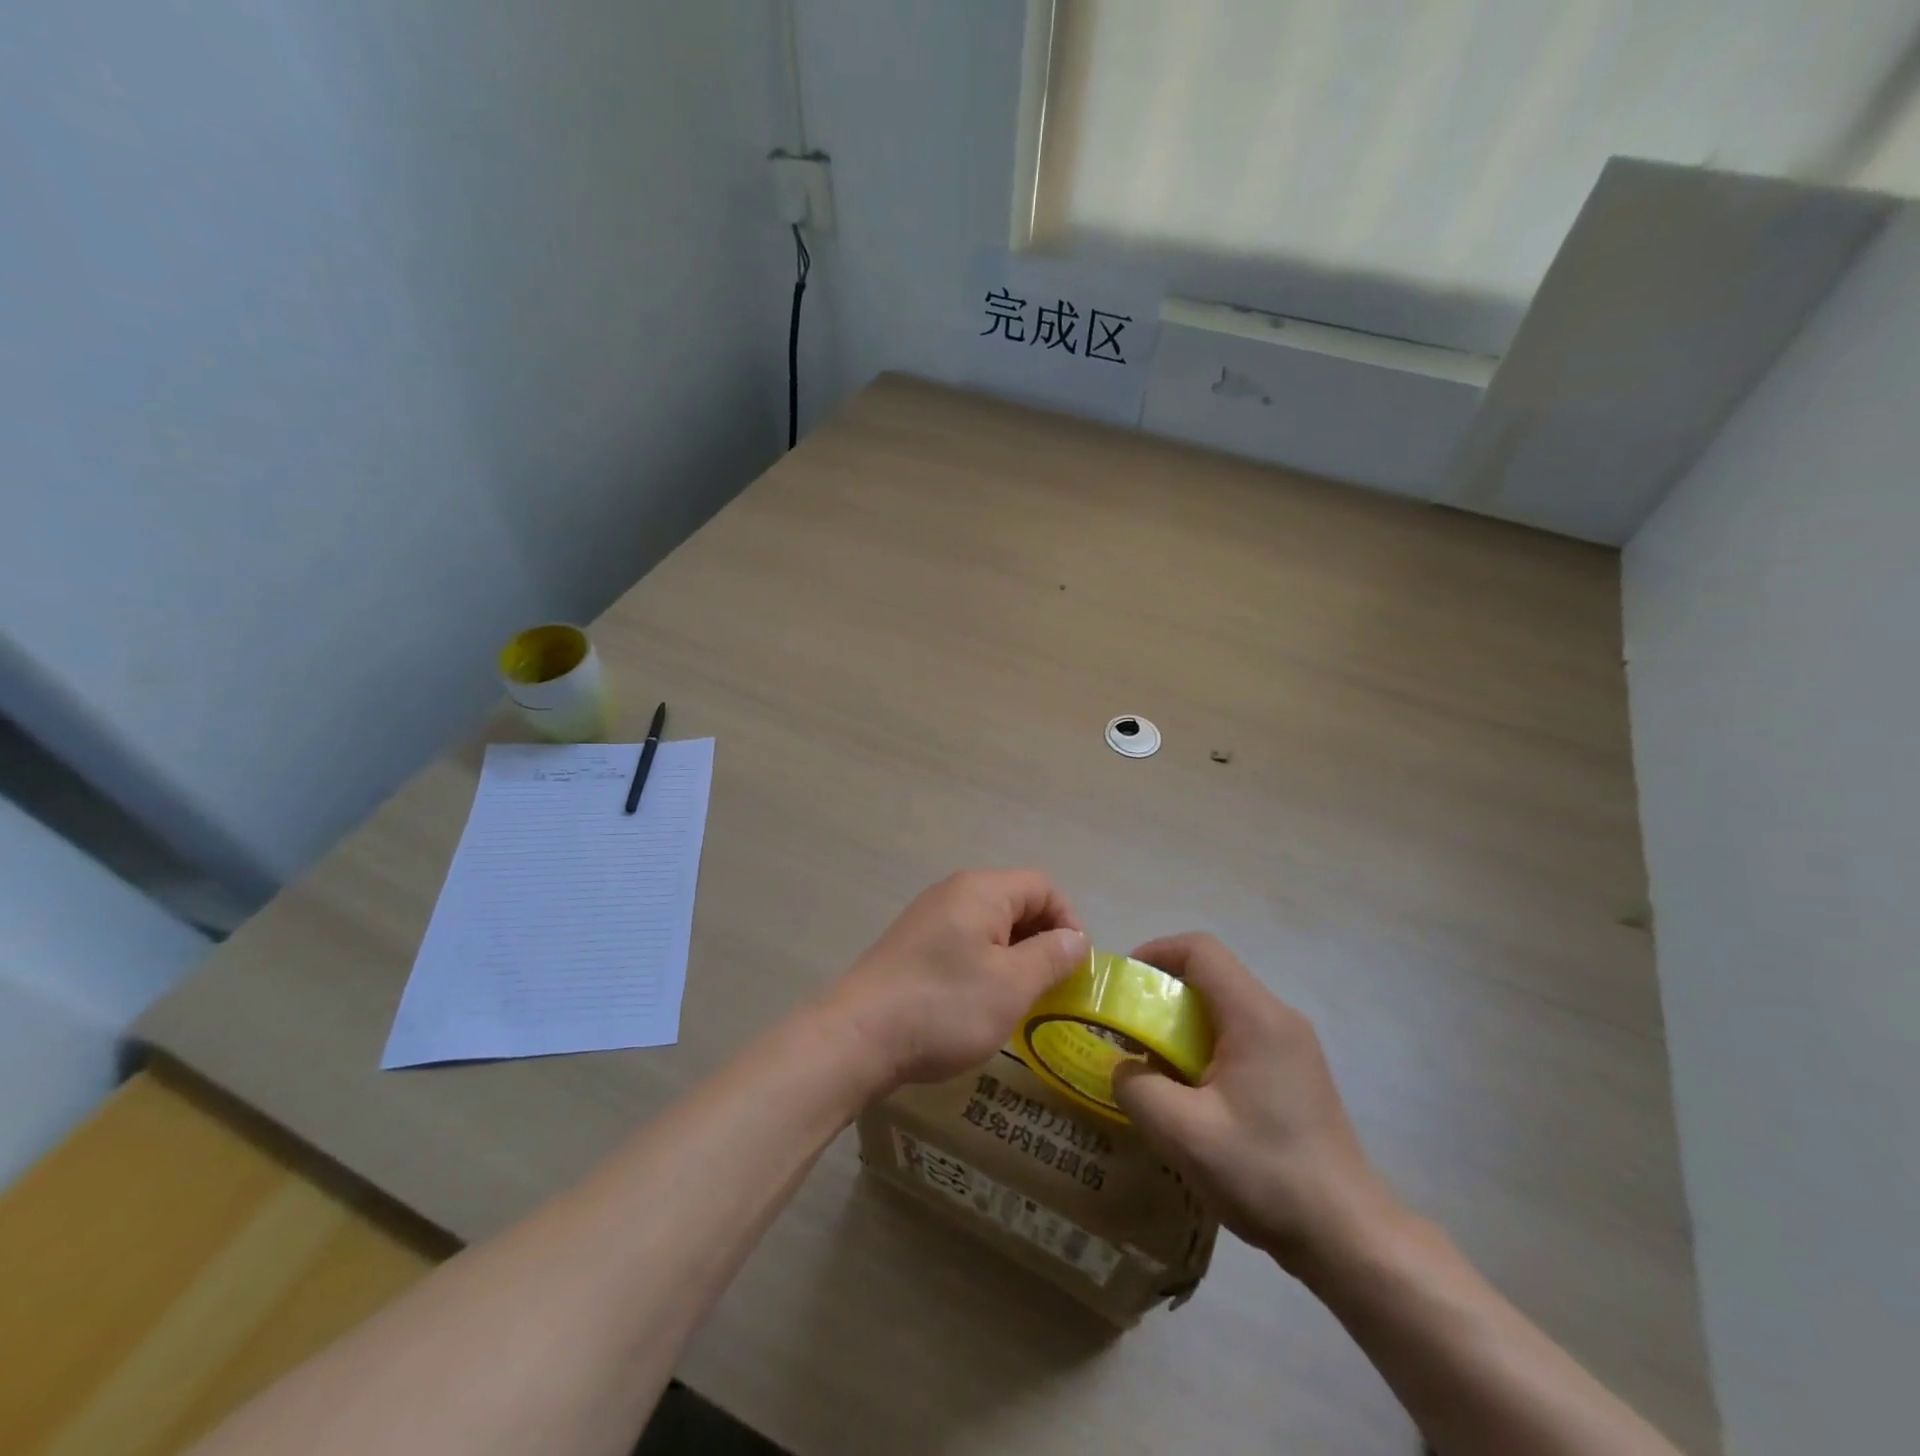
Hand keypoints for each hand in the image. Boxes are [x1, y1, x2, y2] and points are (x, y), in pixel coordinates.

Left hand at [826, 871, 1087, 1093]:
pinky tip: (979, 1002)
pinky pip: (962, 943)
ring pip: (989, 926)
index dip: (1068, 922)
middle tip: (1051, 988)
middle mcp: (953, 892)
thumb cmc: (945, 1006)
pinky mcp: (911, 945)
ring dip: (1013, 957)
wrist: (857, 1036)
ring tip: (1019, 1000)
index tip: (1074, 968)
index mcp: (981, 890)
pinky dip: (983, 965)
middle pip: (1015, 902)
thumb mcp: (1012, 985)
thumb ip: (1051, 956)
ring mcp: (928, 918)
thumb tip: (1075, 938)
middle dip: (1041, 941)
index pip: (1042, 887)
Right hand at [1112, 933, 1401, 1273]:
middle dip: (1162, 994)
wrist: (1349, 1237)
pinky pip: (1239, 1036)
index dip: (1155, 953)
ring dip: (1182, 1025)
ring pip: (1224, 1007)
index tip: (1124, 986)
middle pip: (1211, 976)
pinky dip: (1205, 1047)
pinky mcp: (1295, 1072)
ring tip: (1153, 1066)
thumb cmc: (1266, 1174)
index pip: (1200, 950)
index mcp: (1255, 1016)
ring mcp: (1292, 1045)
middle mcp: (1278, 1017)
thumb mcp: (1184, 1134)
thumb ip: (1138, 1089)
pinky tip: (1192, 1094)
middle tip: (1129, 1031)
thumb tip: (1123, 1068)